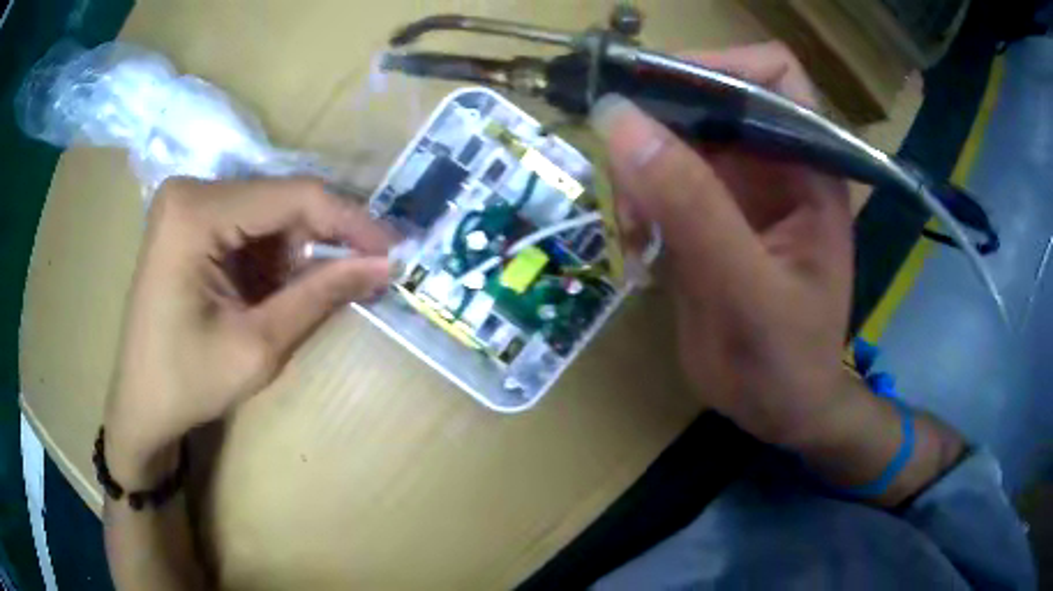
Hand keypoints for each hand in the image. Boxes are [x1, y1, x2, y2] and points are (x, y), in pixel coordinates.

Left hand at [104, 178, 392, 485]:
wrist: (140, 405)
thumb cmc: (187, 383)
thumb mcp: (258, 346)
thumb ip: (320, 295)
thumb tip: (383, 264)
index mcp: (196, 212)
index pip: (292, 196)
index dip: (350, 221)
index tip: (394, 250)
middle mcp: (191, 191)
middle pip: (280, 198)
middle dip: (325, 238)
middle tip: (367, 272)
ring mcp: (187, 203)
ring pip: (268, 211)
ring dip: (299, 250)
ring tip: (314, 294)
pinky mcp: (188, 221)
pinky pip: (248, 224)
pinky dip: (273, 255)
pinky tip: (277, 290)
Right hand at [592, 42, 853, 446]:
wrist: (782, 411)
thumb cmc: (786, 362)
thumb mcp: (746, 290)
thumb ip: (693, 207)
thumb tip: (621, 121)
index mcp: (809, 167)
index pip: (773, 74)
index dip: (718, 65)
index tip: (656, 92)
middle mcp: (775, 163)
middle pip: (710, 98)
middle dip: (659, 122)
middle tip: (622, 166)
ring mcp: (739, 188)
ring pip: (674, 137)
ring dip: (641, 168)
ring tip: (633, 225)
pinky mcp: (707, 214)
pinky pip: (660, 179)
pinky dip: (637, 198)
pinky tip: (637, 242)